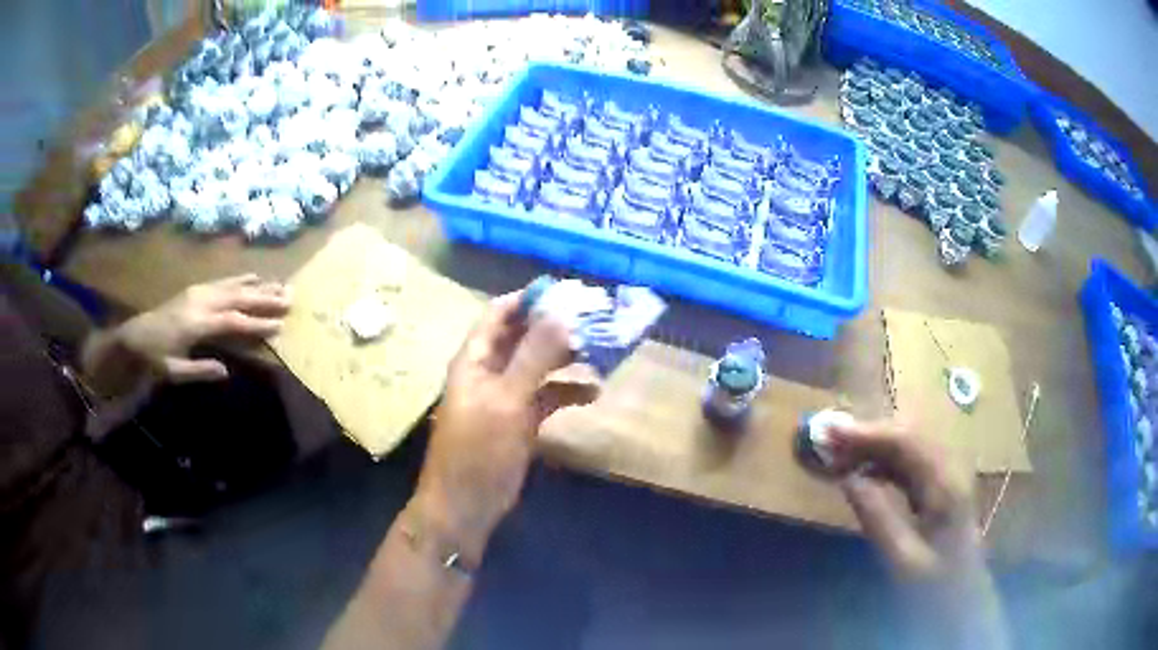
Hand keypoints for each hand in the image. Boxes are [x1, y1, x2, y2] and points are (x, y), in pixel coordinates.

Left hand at [84, 274, 289, 394]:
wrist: (135, 335)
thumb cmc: (154, 358)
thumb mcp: (174, 371)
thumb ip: (200, 370)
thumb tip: (227, 370)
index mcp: (196, 323)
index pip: (232, 321)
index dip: (256, 323)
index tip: (280, 325)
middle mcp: (200, 301)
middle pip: (238, 297)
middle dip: (264, 298)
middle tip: (290, 298)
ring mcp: (198, 291)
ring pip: (233, 285)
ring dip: (258, 285)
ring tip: (281, 285)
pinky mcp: (196, 289)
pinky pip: (223, 280)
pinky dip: (241, 278)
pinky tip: (254, 276)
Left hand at [413, 292, 595, 557]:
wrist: (466, 505)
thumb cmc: (478, 450)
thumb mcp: (507, 400)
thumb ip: (534, 356)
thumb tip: (562, 314)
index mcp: (476, 359)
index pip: (500, 313)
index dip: (530, 299)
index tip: (569, 291)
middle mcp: (490, 371)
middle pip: (524, 337)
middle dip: (557, 327)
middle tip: (597, 318)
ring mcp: (506, 396)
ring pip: (539, 366)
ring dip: (566, 358)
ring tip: (602, 350)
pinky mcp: (520, 421)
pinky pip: (547, 396)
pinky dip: (568, 391)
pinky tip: (594, 392)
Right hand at [829, 420, 1008, 648]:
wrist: (964, 599)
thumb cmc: (934, 586)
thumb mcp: (903, 559)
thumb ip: (877, 517)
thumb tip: (848, 478)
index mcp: (945, 485)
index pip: (906, 441)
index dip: (867, 432)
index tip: (830, 433)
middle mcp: (950, 470)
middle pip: (909, 436)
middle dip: (868, 434)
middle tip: (829, 441)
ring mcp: (948, 477)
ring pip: (909, 446)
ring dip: (875, 446)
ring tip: (840, 454)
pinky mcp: (941, 488)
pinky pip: (910, 463)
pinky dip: (884, 462)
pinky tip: (864, 473)